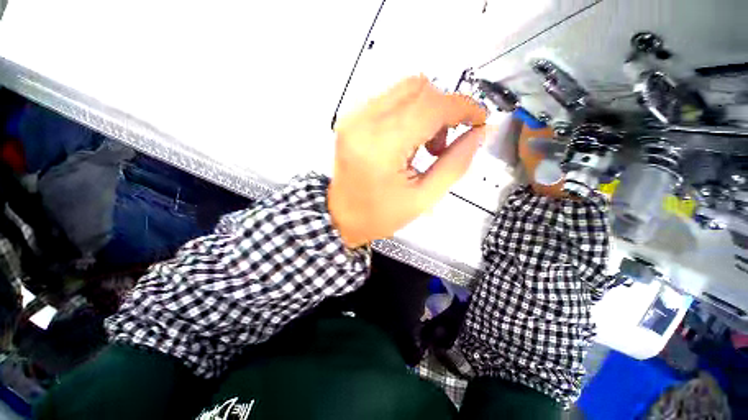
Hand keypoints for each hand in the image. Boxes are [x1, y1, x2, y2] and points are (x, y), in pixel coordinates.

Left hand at [328, 75, 486, 247]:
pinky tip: (407, 139)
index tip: (479, 120)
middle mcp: (364, 121)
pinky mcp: (351, 118)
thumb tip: (480, 132)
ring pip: (405, 90)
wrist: (342, 217)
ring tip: (425, 144)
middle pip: (419, 89)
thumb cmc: (380, 215)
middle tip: (445, 142)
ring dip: (427, 109)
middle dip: (444, 109)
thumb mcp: (423, 198)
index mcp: (382, 146)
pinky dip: (408, 112)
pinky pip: (389, 99)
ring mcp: (354, 116)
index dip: (463, 107)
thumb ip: (455, 164)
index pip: (431, 106)